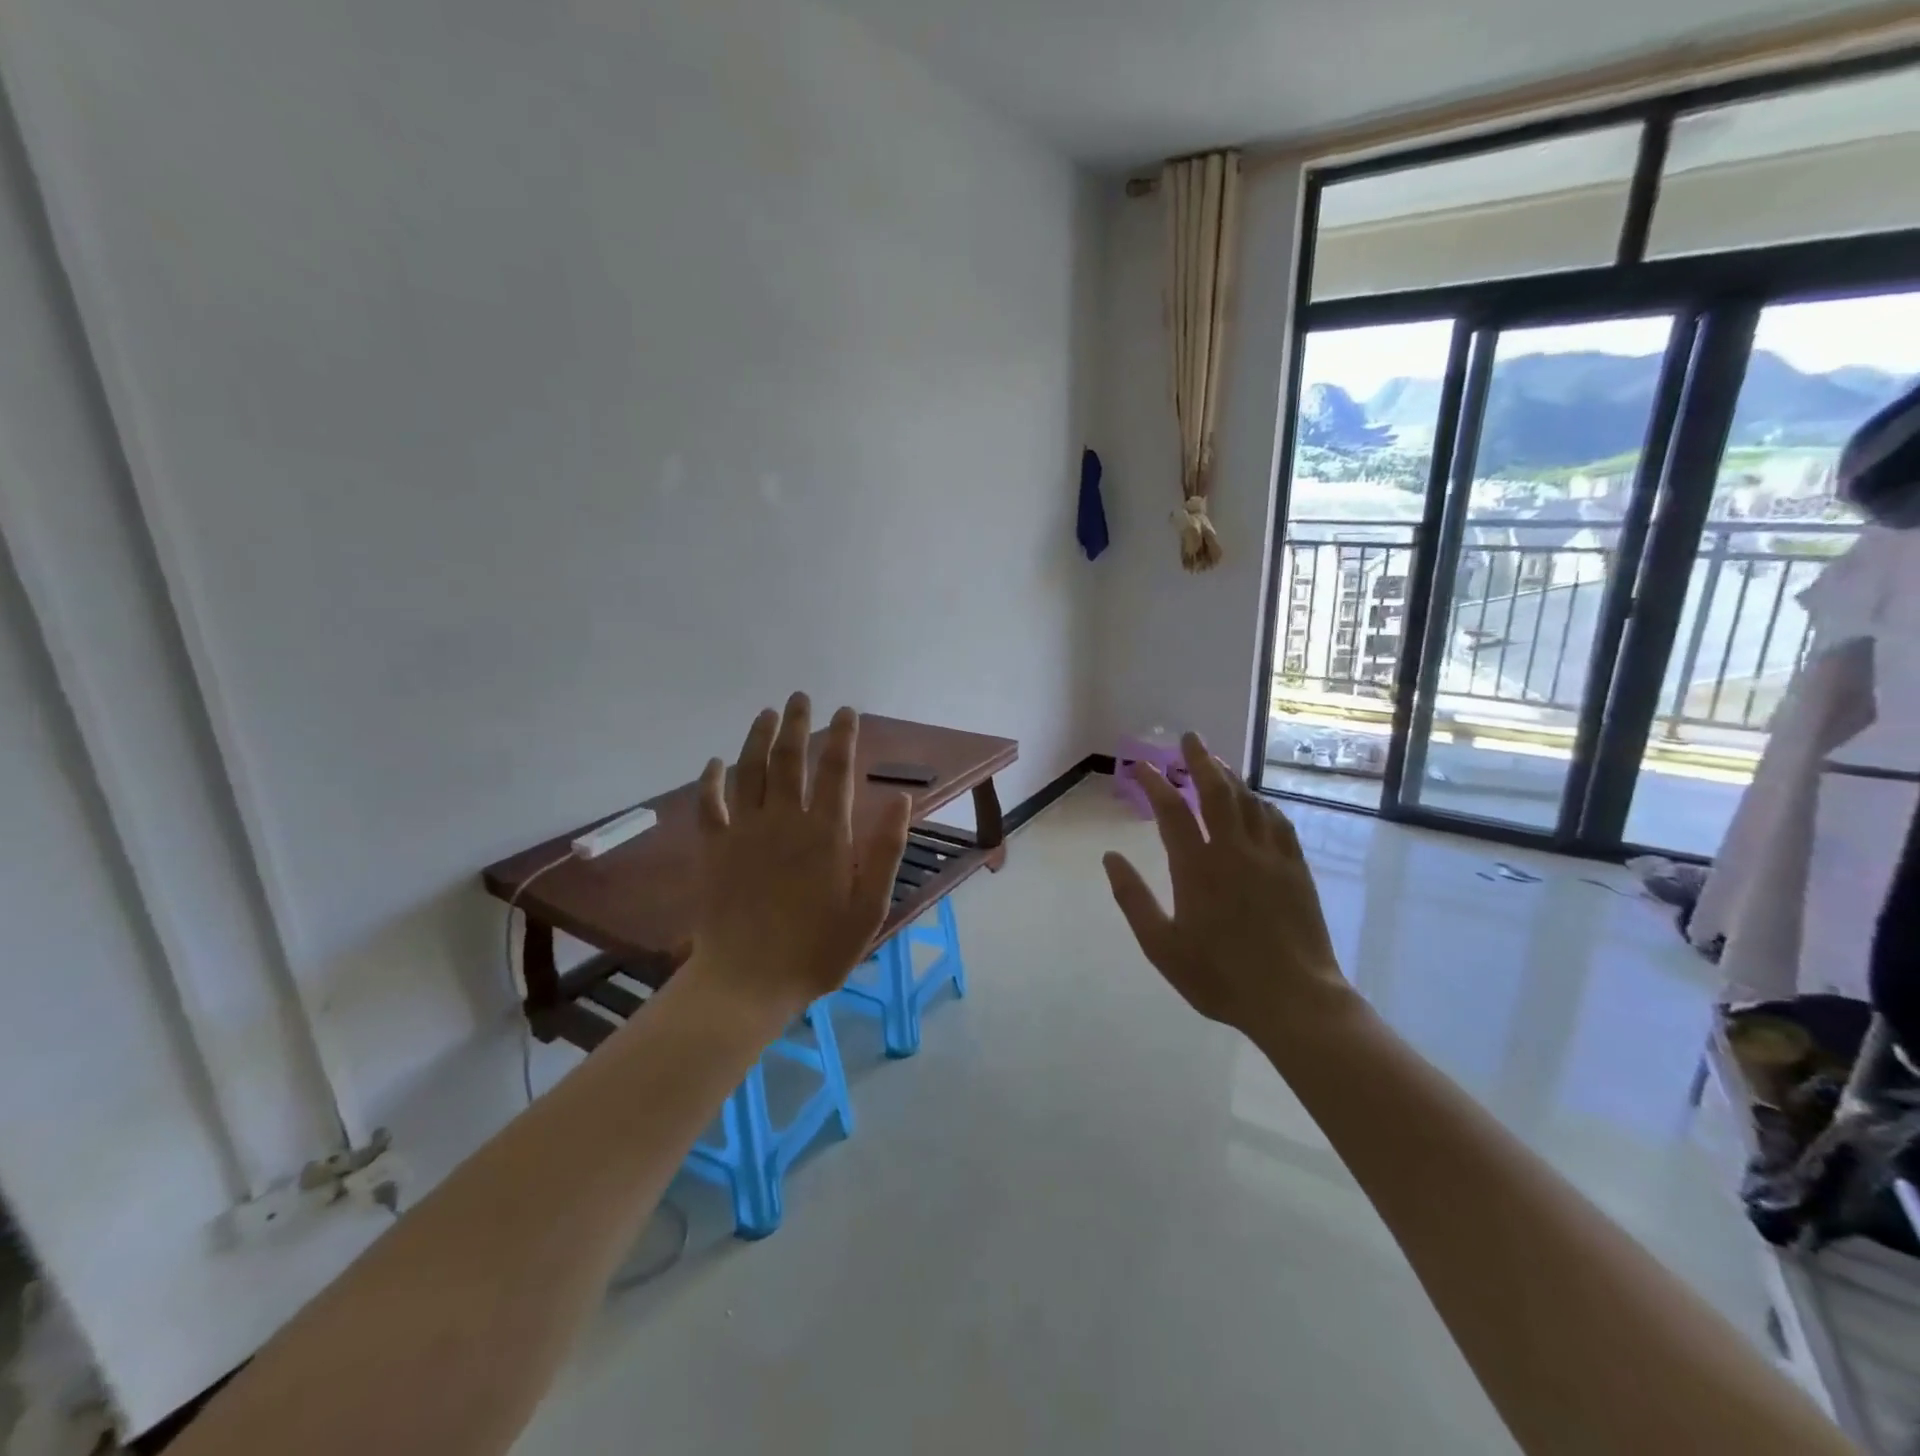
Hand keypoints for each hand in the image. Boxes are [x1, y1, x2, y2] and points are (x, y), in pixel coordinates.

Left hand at [686, 694, 911, 1023]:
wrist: (748, 981)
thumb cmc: (818, 949)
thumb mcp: (869, 908)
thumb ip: (885, 851)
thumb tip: (902, 799)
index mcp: (826, 833)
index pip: (836, 770)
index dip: (842, 736)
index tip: (845, 711)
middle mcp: (784, 820)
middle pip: (790, 759)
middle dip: (798, 724)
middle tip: (801, 697)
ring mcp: (744, 831)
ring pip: (750, 770)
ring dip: (759, 737)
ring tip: (768, 713)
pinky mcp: (714, 849)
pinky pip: (710, 804)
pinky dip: (711, 780)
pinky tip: (715, 762)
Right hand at [1102, 734, 1350, 1034]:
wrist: (1294, 1000)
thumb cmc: (1219, 976)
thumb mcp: (1161, 945)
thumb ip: (1133, 898)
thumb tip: (1110, 857)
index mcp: (1196, 867)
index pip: (1171, 810)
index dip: (1153, 782)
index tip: (1139, 765)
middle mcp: (1233, 850)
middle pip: (1216, 790)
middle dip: (1200, 759)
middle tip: (1189, 738)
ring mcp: (1270, 856)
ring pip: (1248, 801)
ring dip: (1230, 776)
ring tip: (1216, 762)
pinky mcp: (1296, 869)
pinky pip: (1277, 822)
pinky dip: (1261, 803)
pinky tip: (1256, 801)